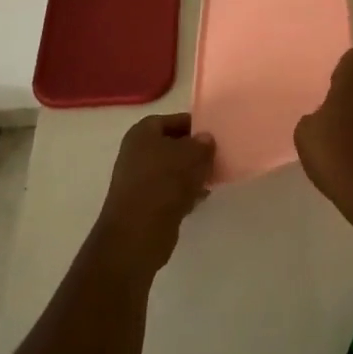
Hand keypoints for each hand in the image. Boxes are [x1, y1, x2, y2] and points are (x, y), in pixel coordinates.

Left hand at [92, 113, 215, 276]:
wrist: (138, 233)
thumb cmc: (165, 182)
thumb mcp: (193, 155)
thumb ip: (203, 144)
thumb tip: (205, 139)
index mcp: (142, 132)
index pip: (173, 120)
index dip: (194, 125)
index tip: (214, 134)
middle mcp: (136, 153)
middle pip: (171, 145)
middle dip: (193, 151)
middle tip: (216, 156)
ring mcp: (138, 180)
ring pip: (171, 170)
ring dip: (190, 173)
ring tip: (212, 177)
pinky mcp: (143, 204)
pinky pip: (168, 191)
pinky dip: (183, 192)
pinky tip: (200, 197)